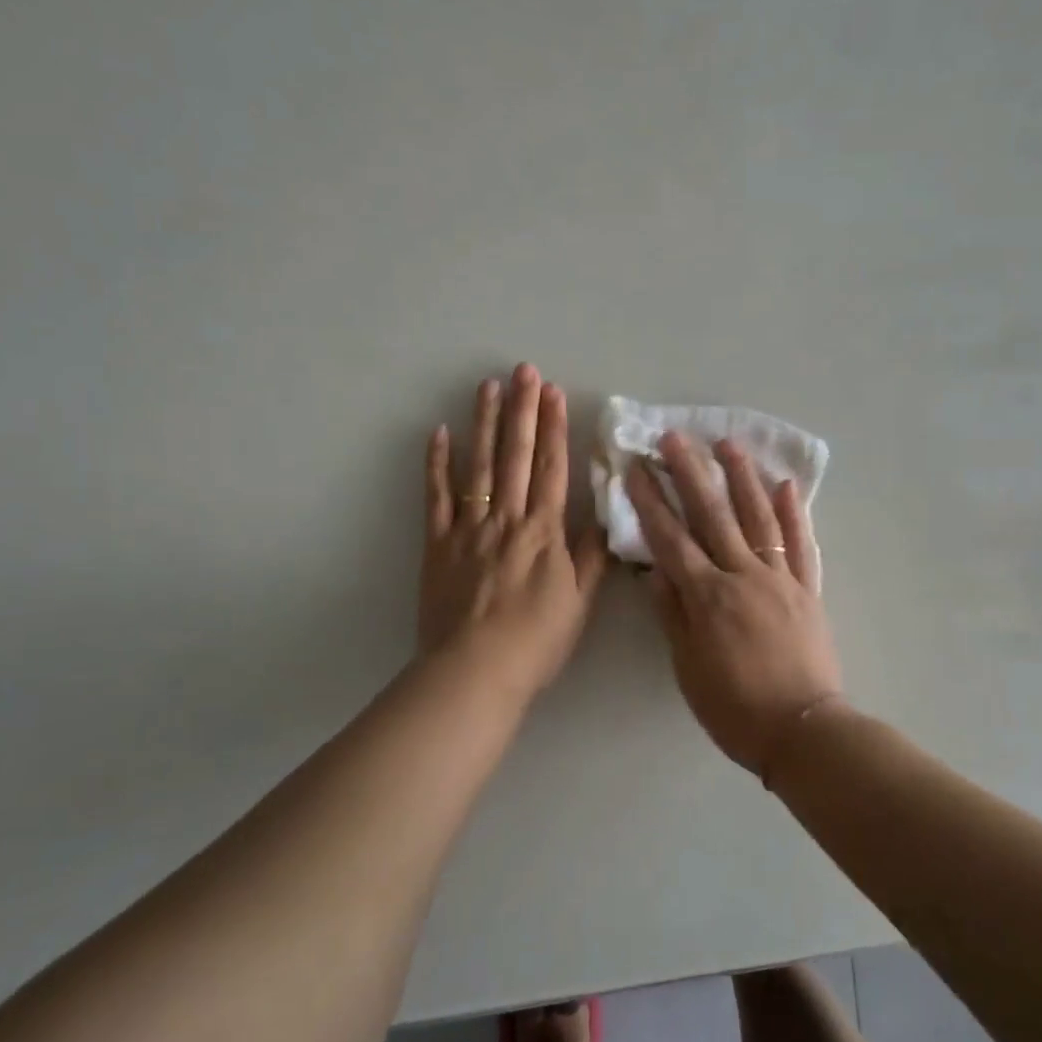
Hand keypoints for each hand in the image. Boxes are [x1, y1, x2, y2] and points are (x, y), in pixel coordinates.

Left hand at [420, 365, 607, 698]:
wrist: (475, 671)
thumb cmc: (535, 641)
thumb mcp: (578, 603)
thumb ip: (590, 558)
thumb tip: (604, 518)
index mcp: (544, 532)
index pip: (551, 469)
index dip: (554, 428)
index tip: (554, 393)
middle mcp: (507, 519)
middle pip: (516, 456)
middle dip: (522, 410)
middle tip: (524, 371)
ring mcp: (469, 528)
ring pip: (479, 466)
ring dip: (484, 423)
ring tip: (487, 386)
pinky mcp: (438, 543)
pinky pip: (437, 497)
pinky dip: (437, 464)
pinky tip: (440, 433)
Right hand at [626, 433, 843, 773]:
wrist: (803, 731)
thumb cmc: (735, 707)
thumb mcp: (688, 668)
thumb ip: (673, 615)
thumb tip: (656, 571)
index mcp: (708, 597)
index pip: (671, 539)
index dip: (651, 503)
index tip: (636, 470)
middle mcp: (743, 576)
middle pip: (713, 516)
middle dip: (690, 474)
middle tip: (674, 438)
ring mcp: (780, 579)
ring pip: (758, 518)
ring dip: (742, 478)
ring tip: (728, 444)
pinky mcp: (808, 589)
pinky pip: (801, 544)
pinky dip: (794, 513)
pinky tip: (785, 485)